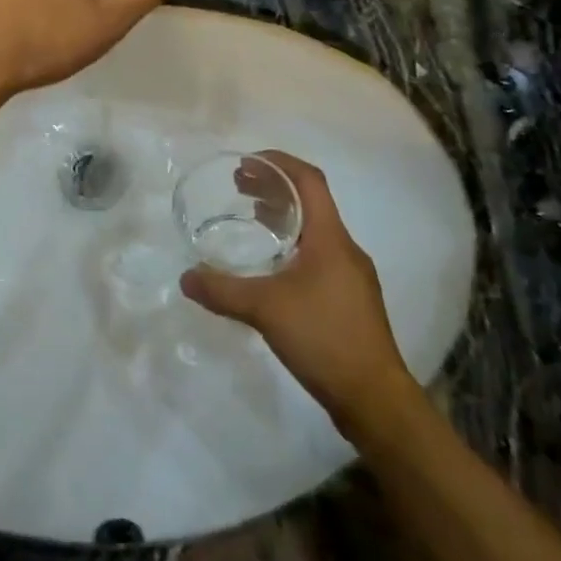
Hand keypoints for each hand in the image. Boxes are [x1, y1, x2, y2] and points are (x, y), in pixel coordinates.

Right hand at [180, 151, 414, 432]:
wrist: (375, 398)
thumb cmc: (324, 337)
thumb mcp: (264, 309)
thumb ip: (222, 291)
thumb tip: (186, 278)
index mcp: (330, 237)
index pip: (309, 180)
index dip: (279, 163)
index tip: (247, 162)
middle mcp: (345, 248)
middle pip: (310, 201)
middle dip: (274, 188)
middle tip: (239, 186)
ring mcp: (352, 275)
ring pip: (314, 229)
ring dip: (283, 216)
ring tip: (251, 218)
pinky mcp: (350, 300)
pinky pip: (318, 254)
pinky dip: (292, 245)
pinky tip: (272, 268)